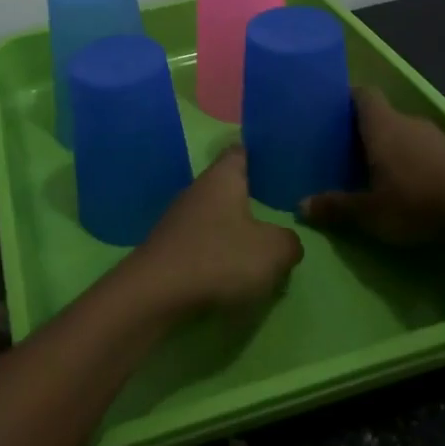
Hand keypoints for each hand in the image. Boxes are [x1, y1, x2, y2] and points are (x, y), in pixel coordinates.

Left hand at [123, 149, 302, 314]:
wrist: (155, 293)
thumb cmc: (219, 258)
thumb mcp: (273, 251)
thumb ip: (289, 242)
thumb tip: (286, 241)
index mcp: (222, 178)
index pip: (240, 151)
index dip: (258, 153)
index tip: (276, 159)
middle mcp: (197, 190)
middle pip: (227, 186)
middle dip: (250, 197)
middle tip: (279, 209)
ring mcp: (178, 219)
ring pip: (214, 216)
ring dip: (234, 229)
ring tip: (260, 247)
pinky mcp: (169, 247)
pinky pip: (202, 242)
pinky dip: (217, 252)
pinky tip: (232, 271)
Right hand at [302, 87, 444, 246]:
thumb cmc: (417, 201)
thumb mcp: (370, 212)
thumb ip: (336, 207)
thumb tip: (300, 206)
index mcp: (382, 124)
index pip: (362, 93)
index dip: (345, 99)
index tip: (330, 113)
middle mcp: (407, 122)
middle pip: (381, 115)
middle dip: (362, 130)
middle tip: (342, 151)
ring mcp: (435, 137)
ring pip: (403, 134)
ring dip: (389, 148)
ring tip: (371, 171)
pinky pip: (422, 150)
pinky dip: (410, 161)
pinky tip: (405, 185)